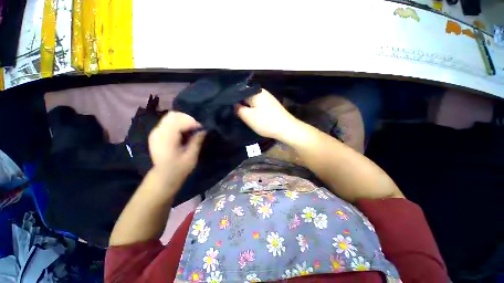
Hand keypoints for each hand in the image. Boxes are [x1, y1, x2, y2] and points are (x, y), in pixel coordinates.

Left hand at [148, 112, 205, 183]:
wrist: (164, 176)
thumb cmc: (179, 168)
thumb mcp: (191, 156)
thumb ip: (196, 141)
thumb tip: (204, 130)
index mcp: (166, 138)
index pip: (179, 121)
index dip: (192, 122)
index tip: (201, 128)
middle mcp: (158, 132)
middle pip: (173, 115)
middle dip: (188, 118)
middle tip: (196, 127)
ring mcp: (156, 132)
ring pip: (170, 117)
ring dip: (183, 120)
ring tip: (191, 129)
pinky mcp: (157, 134)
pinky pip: (168, 122)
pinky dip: (178, 123)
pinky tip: (184, 132)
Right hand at [236, 89, 298, 139]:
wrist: (286, 128)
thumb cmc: (266, 122)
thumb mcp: (248, 117)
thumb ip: (238, 109)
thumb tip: (234, 104)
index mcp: (255, 92)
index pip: (239, 92)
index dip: (233, 100)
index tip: (229, 108)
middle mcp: (262, 92)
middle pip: (246, 96)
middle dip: (241, 104)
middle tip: (236, 114)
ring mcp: (268, 98)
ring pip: (253, 101)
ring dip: (248, 108)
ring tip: (244, 116)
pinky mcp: (272, 104)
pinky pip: (259, 105)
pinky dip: (255, 110)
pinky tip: (254, 116)